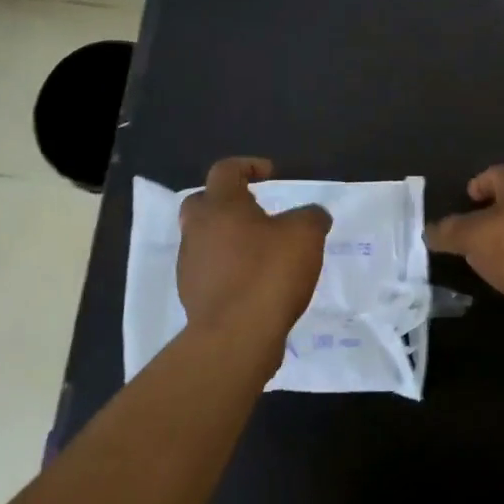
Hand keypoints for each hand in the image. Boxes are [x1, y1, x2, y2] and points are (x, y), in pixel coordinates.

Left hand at [178, 158, 329, 356]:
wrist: (235, 337)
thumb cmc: (268, 274)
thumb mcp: (306, 235)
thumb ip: (312, 216)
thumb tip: (313, 216)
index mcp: (221, 206)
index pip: (225, 170)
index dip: (248, 166)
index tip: (270, 175)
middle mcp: (197, 229)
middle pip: (203, 202)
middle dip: (227, 202)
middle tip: (255, 211)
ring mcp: (190, 264)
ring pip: (204, 238)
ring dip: (227, 237)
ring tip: (260, 251)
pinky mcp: (192, 295)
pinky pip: (209, 270)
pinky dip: (228, 268)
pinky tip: (253, 282)